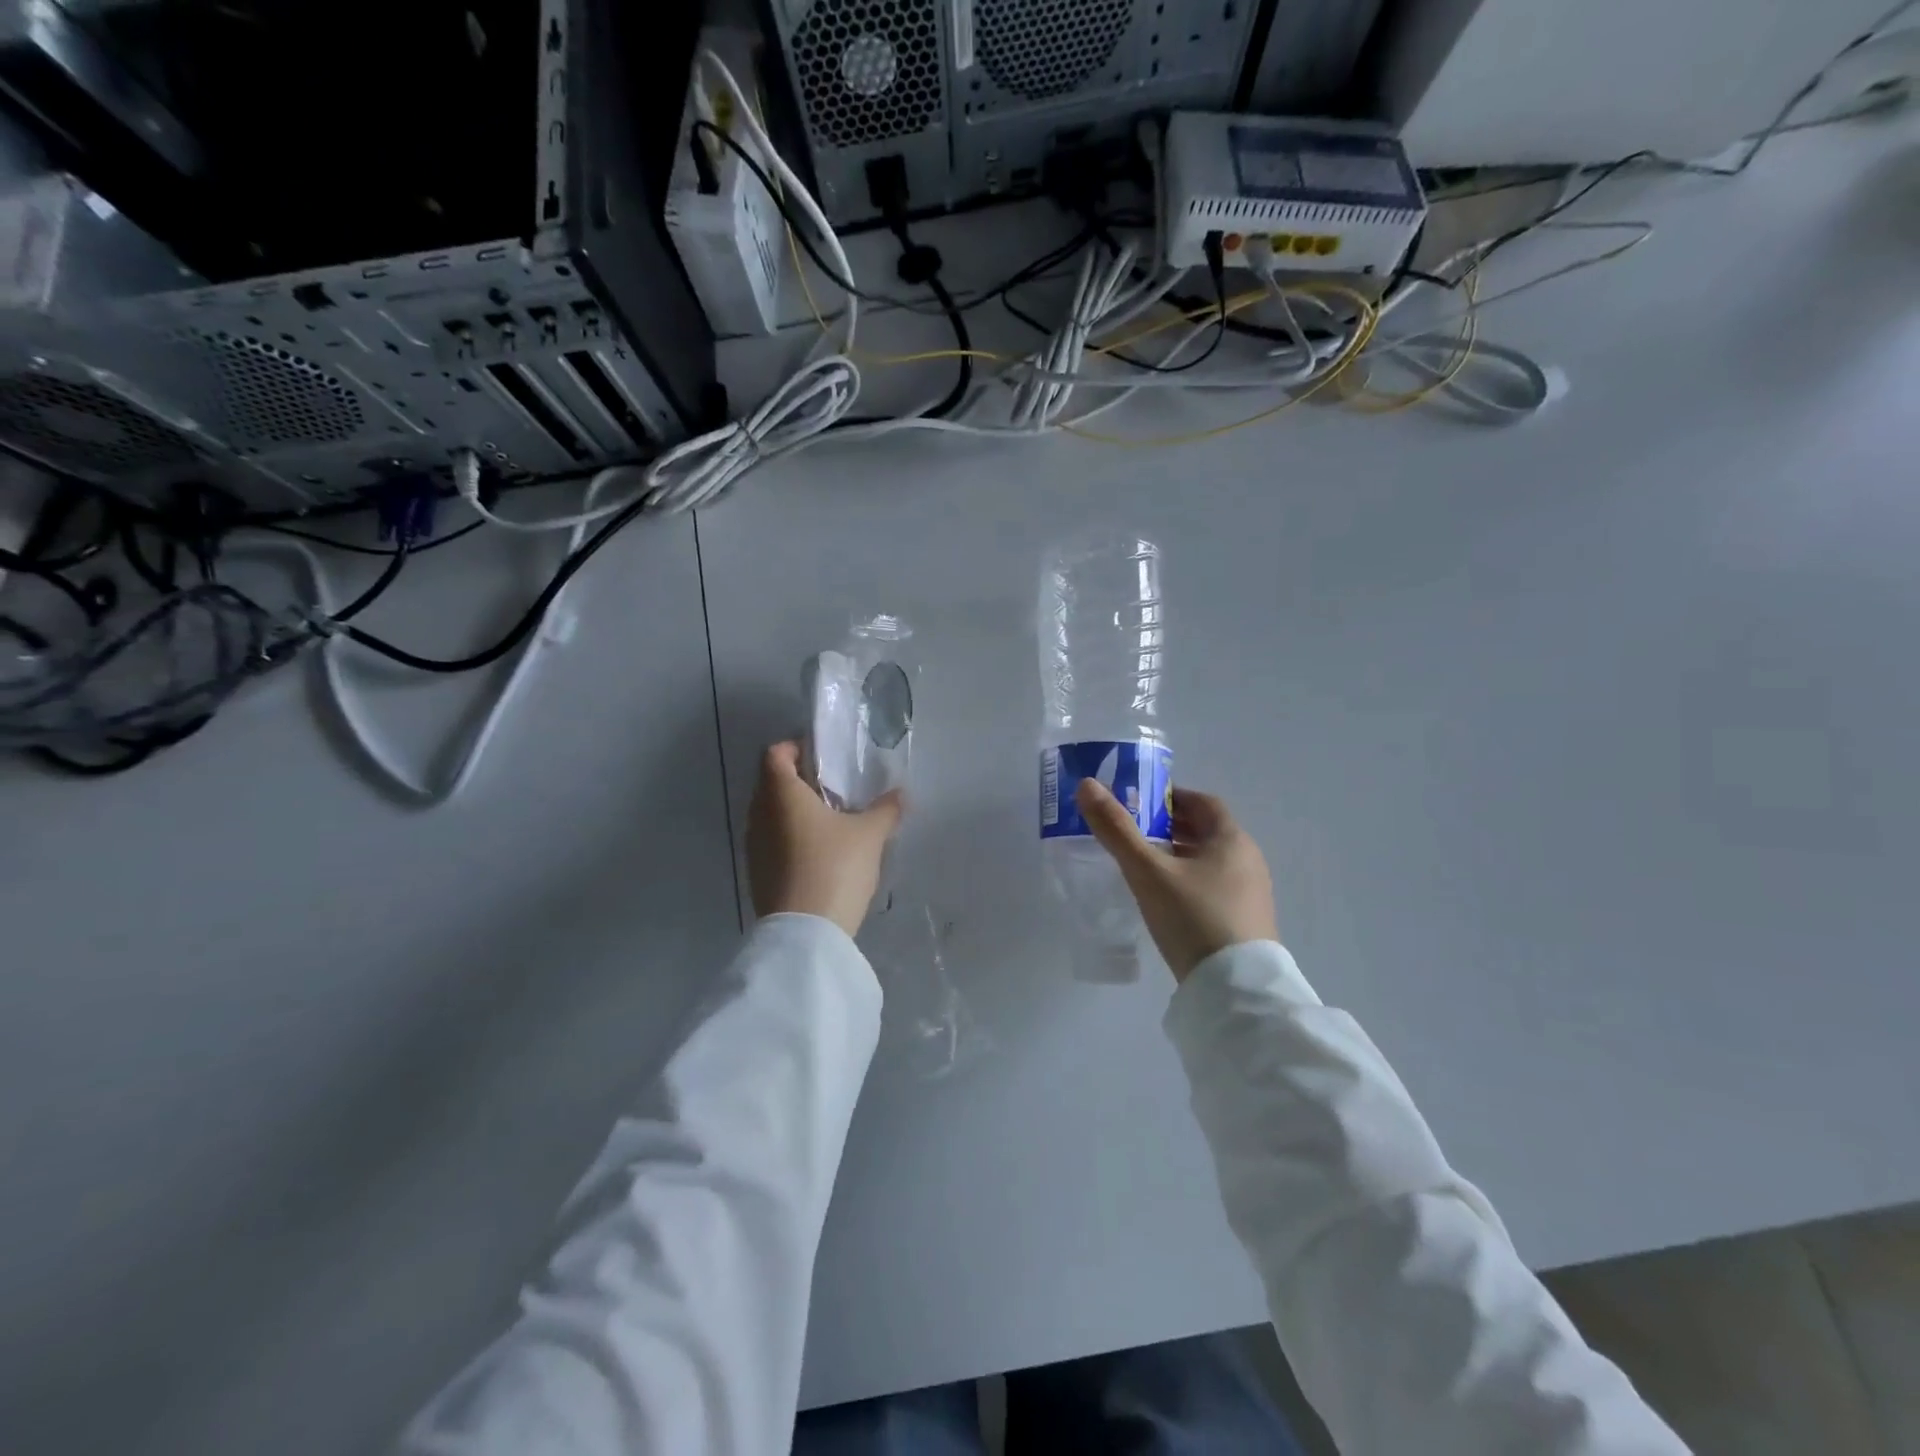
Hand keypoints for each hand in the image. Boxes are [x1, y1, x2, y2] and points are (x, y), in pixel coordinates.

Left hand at [747, 741, 904, 937]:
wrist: (806, 933)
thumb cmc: (834, 868)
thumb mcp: (870, 835)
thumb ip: (885, 809)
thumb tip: (900, 794)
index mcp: (781, 794)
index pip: (775, 754)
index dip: (796, 749)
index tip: (823, 759)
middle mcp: (759, 814)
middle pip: (771, 783)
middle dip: (799, 781)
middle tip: (833, 789)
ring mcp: (755, 846)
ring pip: (771, 814)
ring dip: (794, 812)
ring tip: (830, 822)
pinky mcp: (757, 873)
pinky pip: (772, 841)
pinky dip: (790, 838)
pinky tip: (819, 853)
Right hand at [1076, 779, 1277, 981]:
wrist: (1235, 990)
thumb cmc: (1193, 918)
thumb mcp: (1147, 872)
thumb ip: (1116, 829)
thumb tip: (1087, 785)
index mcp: (1231, 840)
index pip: (1202, 802)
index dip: (1171, 797)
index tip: (1140, 803)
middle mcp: (1248, 860)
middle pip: (1206, 831)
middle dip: (1171, 826)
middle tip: (1134, 832)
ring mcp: (1251, 894)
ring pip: (1210, 860)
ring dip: (1179, 854)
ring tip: (1144, 864)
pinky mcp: (1246, 922)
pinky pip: (1214, 886)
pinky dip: (1189, 880)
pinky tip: (1166, 899)